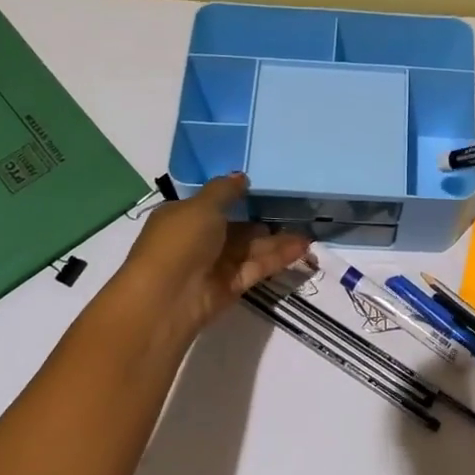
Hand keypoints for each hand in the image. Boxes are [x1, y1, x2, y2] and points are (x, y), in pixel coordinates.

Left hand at [104, 174, 311, 355]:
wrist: (168, 297)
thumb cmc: (180, 241)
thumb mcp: (201, 206)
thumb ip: (224, 191)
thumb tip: (241, 176)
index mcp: (183, 217)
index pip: (212, 205)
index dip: (235, 197)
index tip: (263, 190)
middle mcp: (198, 240)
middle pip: (236, 229)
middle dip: (261, 222)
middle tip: (293, 212)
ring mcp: (214, 265)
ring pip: (250, 249)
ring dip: (277, 241)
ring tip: (307, 234)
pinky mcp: (230, 287)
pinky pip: (256, 267)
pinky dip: (277, 258)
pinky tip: (301, 248)